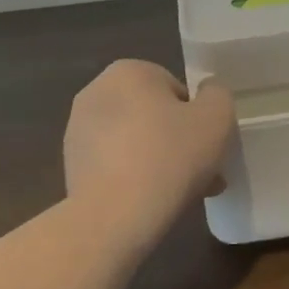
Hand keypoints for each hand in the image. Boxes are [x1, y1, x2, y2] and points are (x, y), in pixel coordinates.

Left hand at [63, 60, 235, 242]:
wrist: (113, 217)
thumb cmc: (169, 157)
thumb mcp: (216, 118)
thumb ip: (217, 95)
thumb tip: (207, 94)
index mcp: (128, 71)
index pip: (177, 90)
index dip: (198, 120)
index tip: (209, 148)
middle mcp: (96, 92)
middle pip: (154, 116)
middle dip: (179, 143)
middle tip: (202, 174)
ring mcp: (78, 130)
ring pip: (136, 142)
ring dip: (160, 162)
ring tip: (182, 196)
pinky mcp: (71, 166)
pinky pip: (115, 165)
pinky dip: (134, 179)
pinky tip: (151, 204)